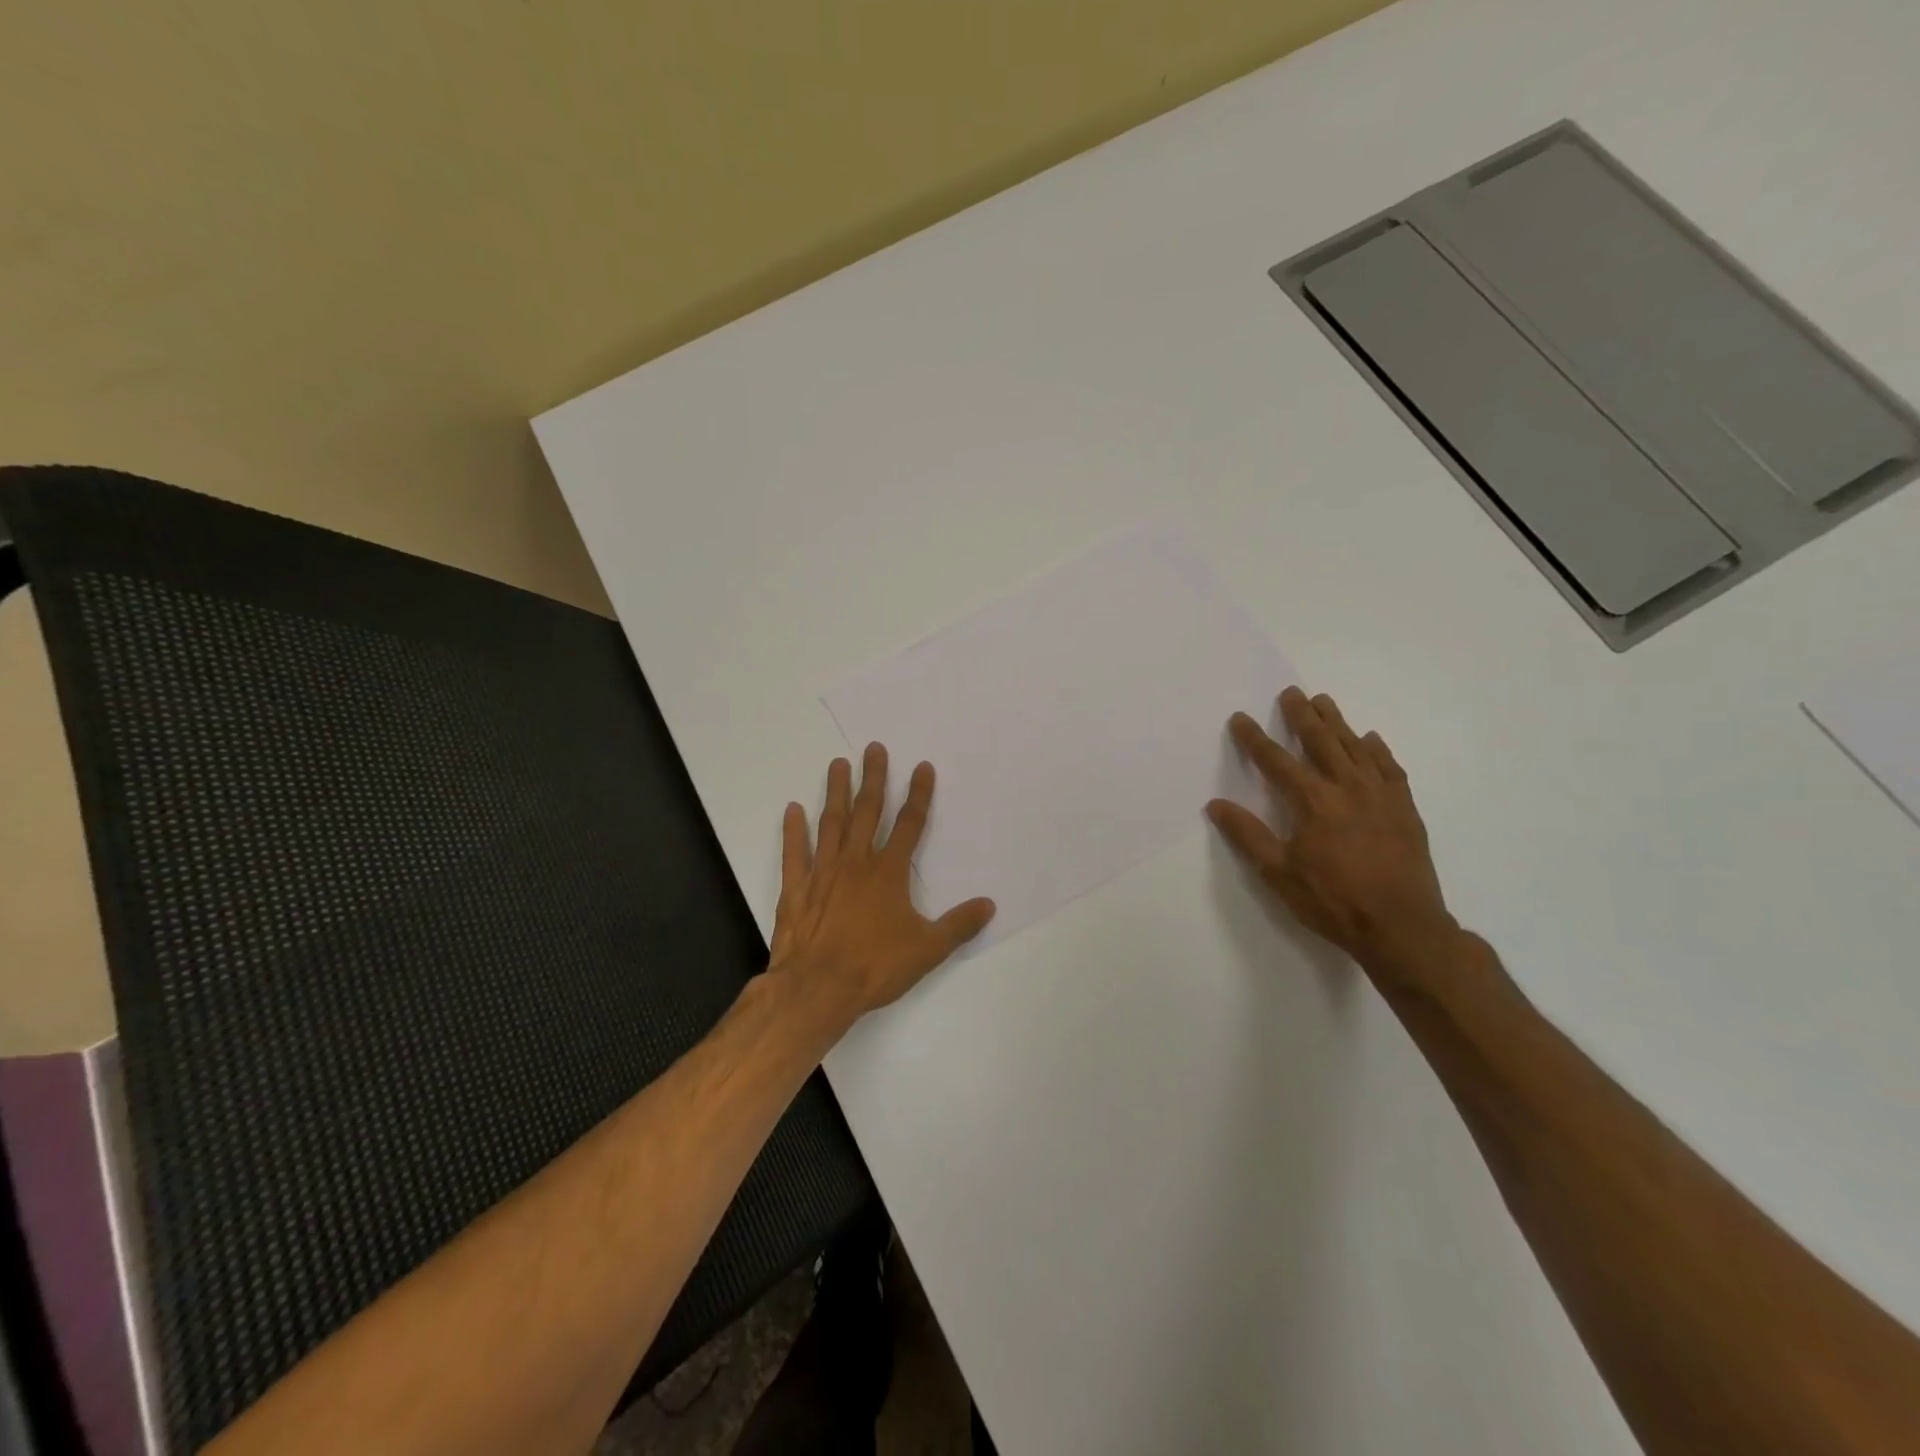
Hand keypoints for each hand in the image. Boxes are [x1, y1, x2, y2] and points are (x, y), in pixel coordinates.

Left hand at [770, 743, 995, 1033]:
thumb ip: (958, 925)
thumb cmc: (876, 966)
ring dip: (836, 792)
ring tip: (837, 764)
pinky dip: (793, 830)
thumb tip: (989, 905)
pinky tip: (793, 809)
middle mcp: (856, 862)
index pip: (909, 825)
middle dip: (874, 778)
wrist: (818, 988)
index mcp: (889, 872)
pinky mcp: (796, 888)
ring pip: (831, 822)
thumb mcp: (928, 949)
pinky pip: (795, 852)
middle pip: (867, 811)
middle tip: (874, 748)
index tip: (922, 767)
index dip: (919, 795)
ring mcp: (823, 872)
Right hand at [1207, 686, 1455, 977]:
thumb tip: (1216, 805)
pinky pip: (1390, 768)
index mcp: (1313, 802)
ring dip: (1337, 722)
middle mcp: (1347, 788)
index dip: (1255, 739)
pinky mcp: (1405, 809)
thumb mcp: (1278, 874)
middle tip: (1291, 692)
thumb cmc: (1333, 901)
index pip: (1276, 761)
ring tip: (1324, 701)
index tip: (1240, 718)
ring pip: (1356, 747)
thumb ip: (1247, 835)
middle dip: (1302, 716)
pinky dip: (1378, 750)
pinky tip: (1371, 740)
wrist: (1402, 927)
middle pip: (1321, 741)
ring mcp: (1381, 795)